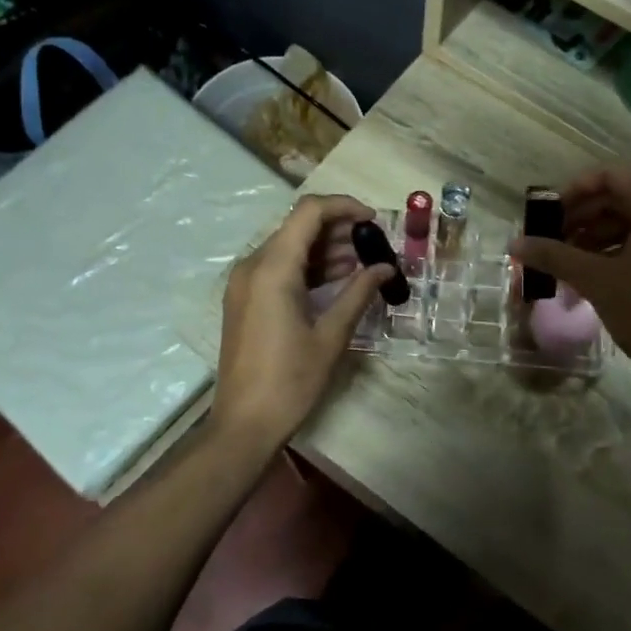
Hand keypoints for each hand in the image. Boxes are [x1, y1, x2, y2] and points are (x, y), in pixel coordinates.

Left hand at [212, 194, 391, 450]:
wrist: (244, 424)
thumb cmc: (290, 381)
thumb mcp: (331, 336)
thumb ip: (358, 294)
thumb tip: (385, 268)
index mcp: (273, 268)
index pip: (309, 212)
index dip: (345, 207)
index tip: (376, 221)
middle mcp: (253, 266)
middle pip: (298, 226)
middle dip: (339, 228)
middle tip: (375, 244)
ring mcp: (245, 283)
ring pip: (290, 247)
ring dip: (326, 248)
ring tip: (364, 261)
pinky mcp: (246, 300)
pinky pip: (279, 268)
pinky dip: (309, 267)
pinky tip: (339, 279)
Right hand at [510, 166, 630, 391]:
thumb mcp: (597, 281)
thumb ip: (554, 256)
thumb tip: (515, 243)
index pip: (609, 175)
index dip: (573, 191)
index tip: (548, 216)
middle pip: (621, 198)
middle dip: (581, 217)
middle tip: (552, 242)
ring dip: (597, 238)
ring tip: (568, 265)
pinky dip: (618, 253)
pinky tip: (596, 279)